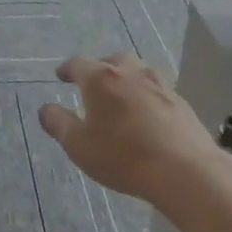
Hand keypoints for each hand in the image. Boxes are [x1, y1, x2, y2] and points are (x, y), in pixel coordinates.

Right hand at [38, 53, 219, 204]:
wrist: (185, 171)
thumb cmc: (122, 156)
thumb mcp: (79, 145)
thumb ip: (59, 124)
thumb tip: (45, 109)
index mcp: (100, 78)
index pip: (78, 63)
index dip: (67, 69)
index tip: (61, 76)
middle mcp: (130, 72)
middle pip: (112, 60)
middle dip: (100, 68)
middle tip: (93, 84)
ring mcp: (160, 84)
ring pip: (138, 71)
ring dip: (126, 79)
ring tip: (121, 96)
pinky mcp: (181, 102)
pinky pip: (157, 90)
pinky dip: (146, 96)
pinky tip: (147, 114)